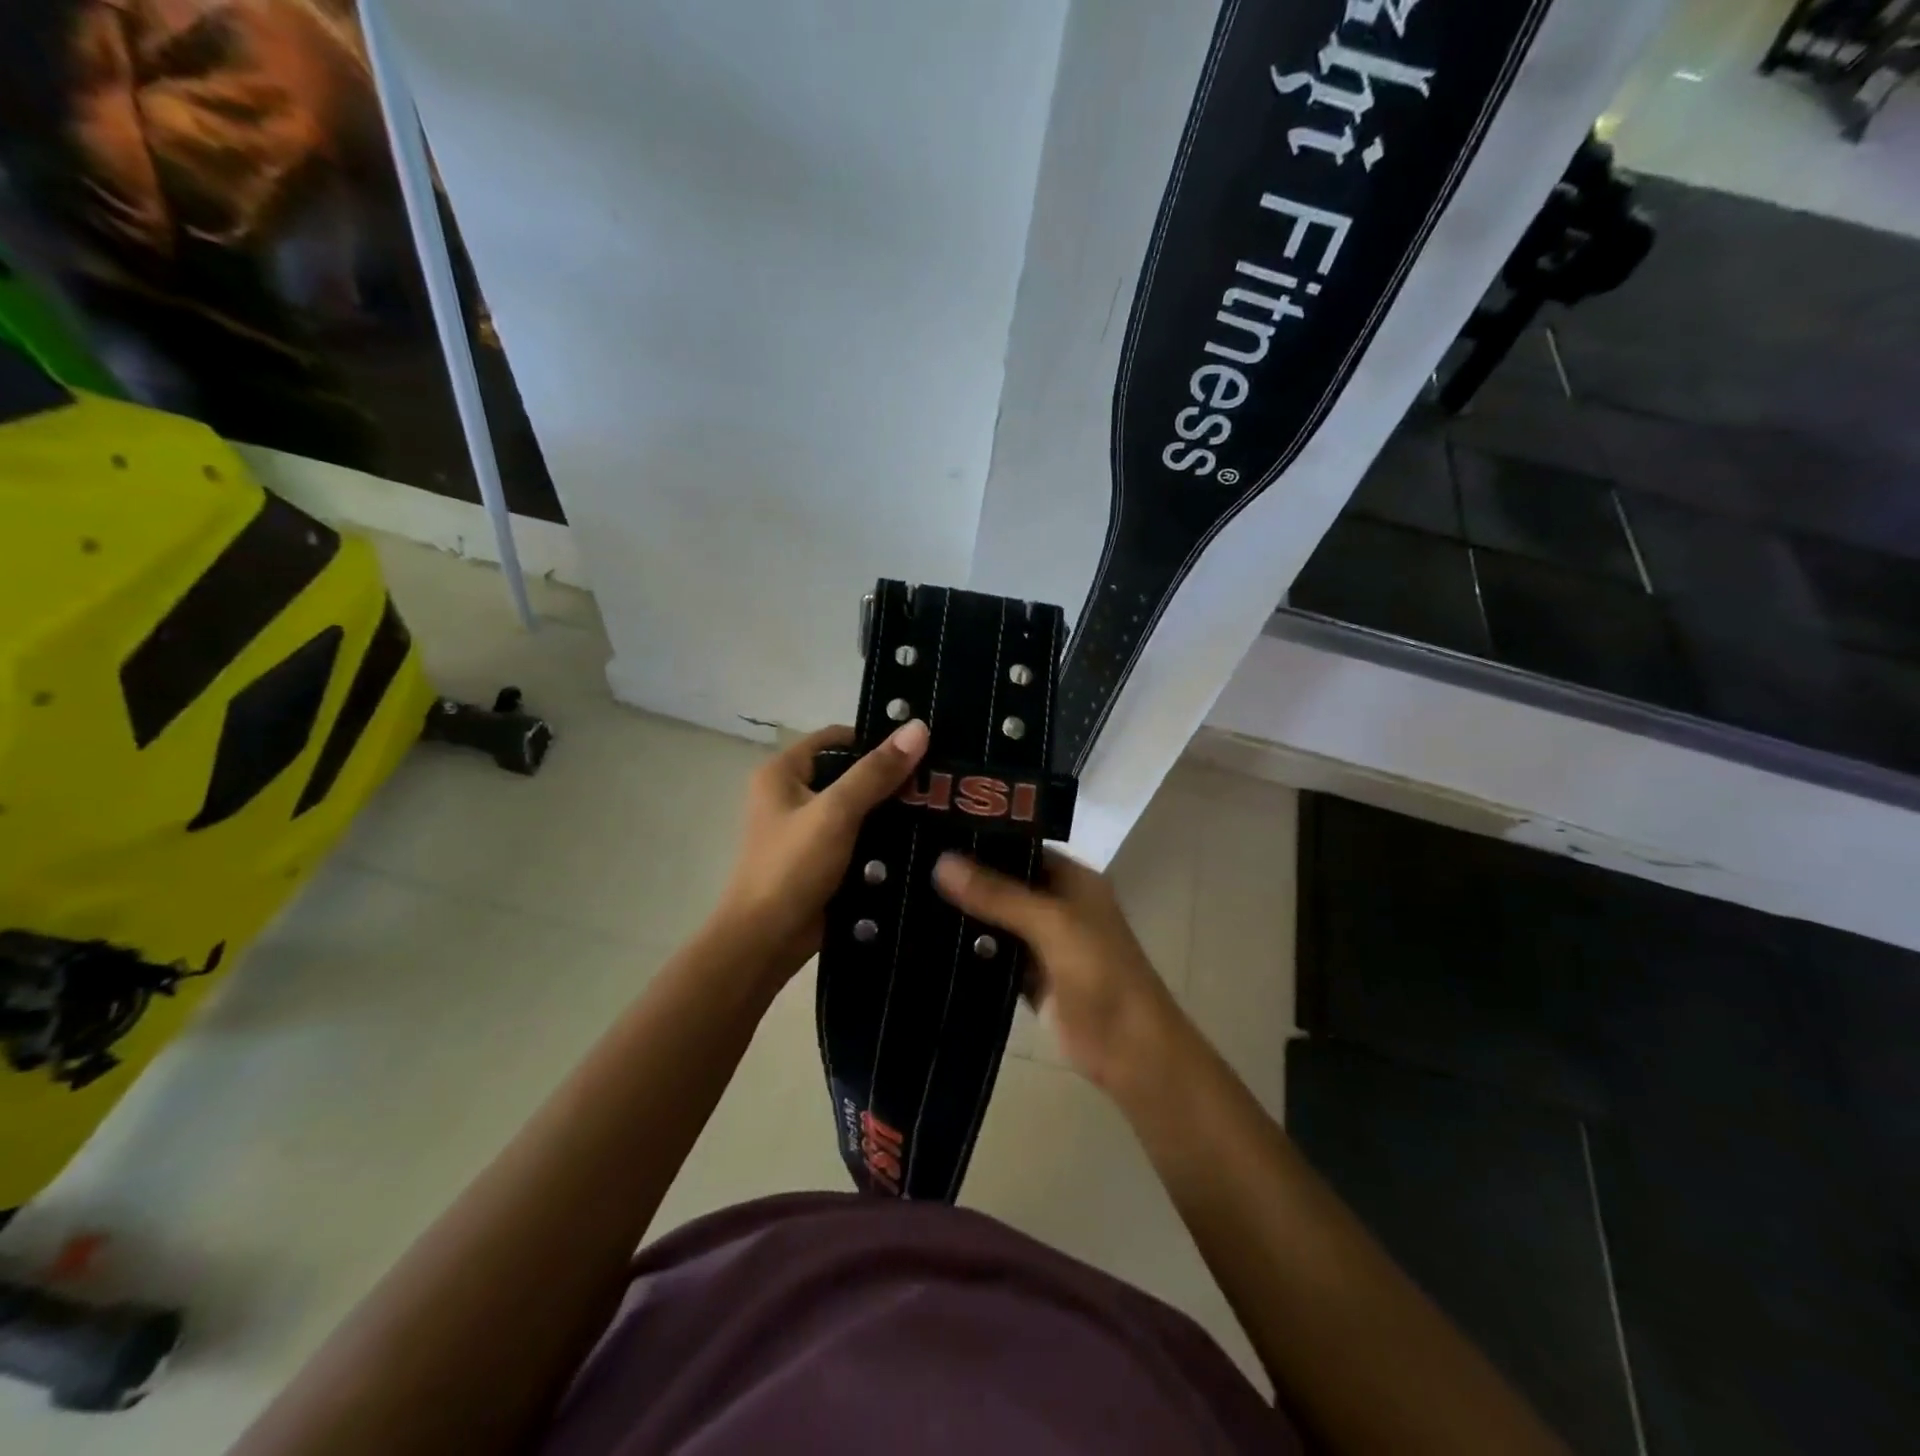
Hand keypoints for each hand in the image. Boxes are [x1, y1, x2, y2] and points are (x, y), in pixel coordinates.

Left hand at [716, 720, 928, 980]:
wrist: (765, 942)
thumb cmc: (792, 867)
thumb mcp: (836, 812)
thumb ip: (876, 772)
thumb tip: (918, 727)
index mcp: (782, 773)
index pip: (836, 738)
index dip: (875, 738)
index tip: (920, 748)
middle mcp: (792, 795)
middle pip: (849, 773)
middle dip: (890, 778)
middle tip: (937, 781)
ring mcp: (807, 831)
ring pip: (858, 809)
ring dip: (891, 811)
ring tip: (938, 808)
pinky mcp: (822, 860)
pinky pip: (859, 839)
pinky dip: (883, 839)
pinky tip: (921, 841)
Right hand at [933, 850, 1180, 1091]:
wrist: (1129, 1050)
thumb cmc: (1100, 974)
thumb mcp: (1051, 923)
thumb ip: (998, 894)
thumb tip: (941, 861)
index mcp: (1073, 880)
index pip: (1021, 847)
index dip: (983, 840)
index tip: (933, 833)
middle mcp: (1057, 904)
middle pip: (1004, 884)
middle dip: (966, 879)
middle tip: (910, 864)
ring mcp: (1043, 943)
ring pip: (995, 921)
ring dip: (963, 915)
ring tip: (907, 896)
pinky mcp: (1030, 978)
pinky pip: (993, 957)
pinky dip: (969, 952)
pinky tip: (927, 941)